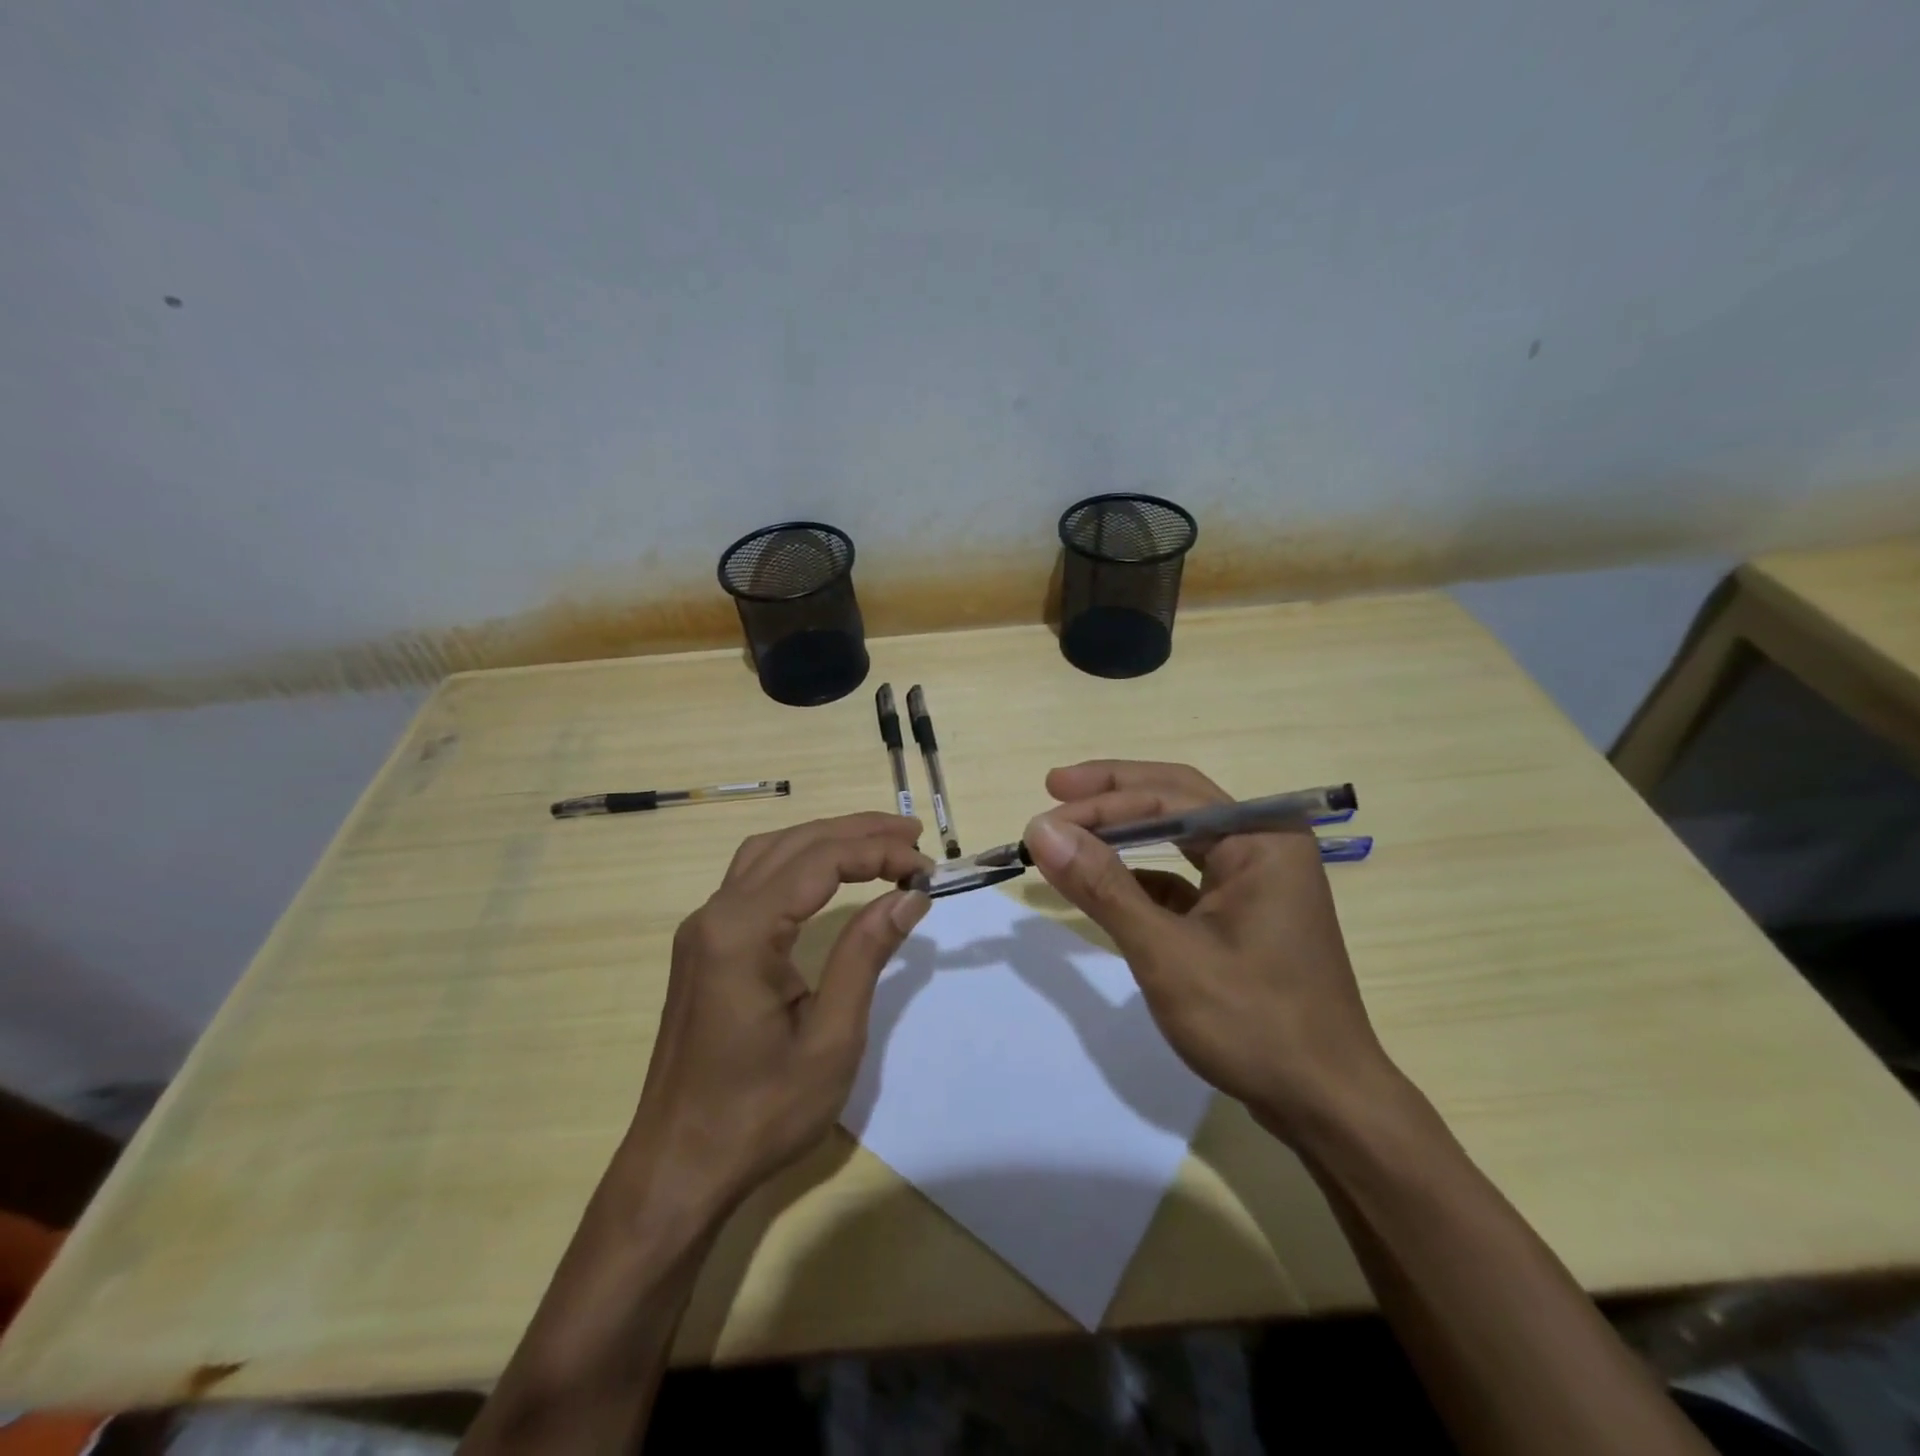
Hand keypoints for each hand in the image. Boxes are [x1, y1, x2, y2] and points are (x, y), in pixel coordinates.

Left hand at [625, 813, 931, 1210]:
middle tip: (912, 836)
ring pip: (769, 854)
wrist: (679, 1167)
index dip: (877, 852)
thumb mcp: (830, 1037)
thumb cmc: (760, 1112)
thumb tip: (909, 893)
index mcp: (742, 932)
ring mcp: (703, 930)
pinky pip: (753, 879)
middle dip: (856, 832)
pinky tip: (827, 874)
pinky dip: (798, 862)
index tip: (924, 867)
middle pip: (793, 844)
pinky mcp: (703, 947)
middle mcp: (715, 915)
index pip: (819, 860)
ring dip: (825, 840)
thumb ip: (866, 953)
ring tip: (879, 843)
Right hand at [1024, 761, 1392, 1139]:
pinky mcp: (1244, 912)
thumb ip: (1103, 886)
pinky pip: (1186, 875)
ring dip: (1125, 830)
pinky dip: (1143, 873)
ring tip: (1073, 827)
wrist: (1326, 1106)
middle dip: (1113, 793)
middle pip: (1177, 799)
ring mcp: (1258, 879)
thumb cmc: (1253, 1023)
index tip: (1042, 821)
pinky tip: (1108, 882)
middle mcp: (1264, 844)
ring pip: (1180, 834)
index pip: (1168, 798)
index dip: (1100, 803)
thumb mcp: (1167, 953)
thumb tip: (1041, 830)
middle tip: (1054, 786)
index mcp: (1261, 838)